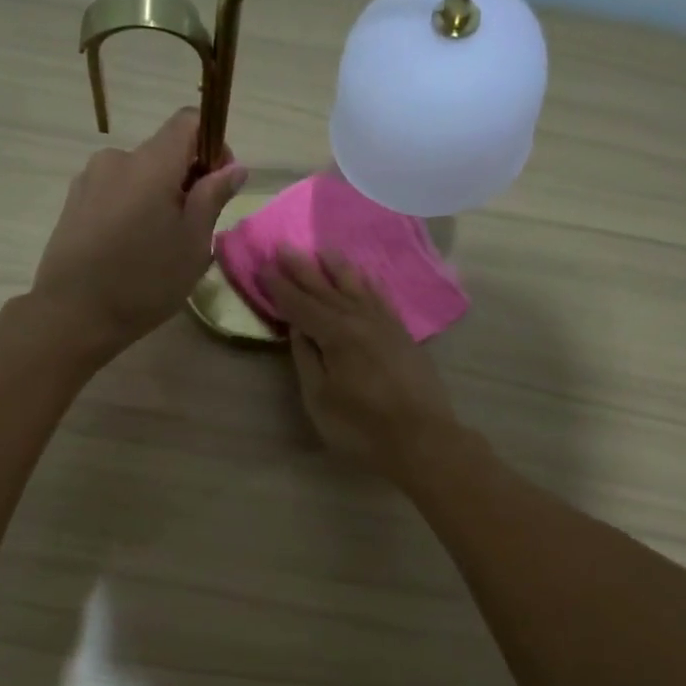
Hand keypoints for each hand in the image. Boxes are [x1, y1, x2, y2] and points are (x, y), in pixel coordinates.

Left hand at [31, 109, 246, 352]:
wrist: (73, 315)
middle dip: (184, 180)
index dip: (212, 145)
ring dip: (156, 197)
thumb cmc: (145, 281)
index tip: (218, 184)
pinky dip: (130, 209)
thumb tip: (233, 168)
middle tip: (192, 229)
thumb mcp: (192, 244)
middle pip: (162, 152)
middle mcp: (116, 159)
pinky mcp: (72, 203)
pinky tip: (129, 249)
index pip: (188, 121)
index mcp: (151, 163)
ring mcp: (89, 180)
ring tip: (158, 245)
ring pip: (137, 176)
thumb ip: (212, 197)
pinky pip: (114, 193)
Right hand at [264, 250, 457, 471]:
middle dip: (303, 269)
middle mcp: (361, 320)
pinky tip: (365, 277)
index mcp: (336, 334)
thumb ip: (307, 359)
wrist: (423, 439)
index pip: (300, 305)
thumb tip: (297, 329)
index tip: (263, 267)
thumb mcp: (320, 399)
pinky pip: (382, 299)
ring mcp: (386, 325)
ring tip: (323, 249)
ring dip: (337, 268)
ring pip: (357, 287)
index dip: (280, 287)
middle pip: (326, 289)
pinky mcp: (403, 335)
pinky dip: (369, 284)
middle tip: (284, 246)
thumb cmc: (362, 427)